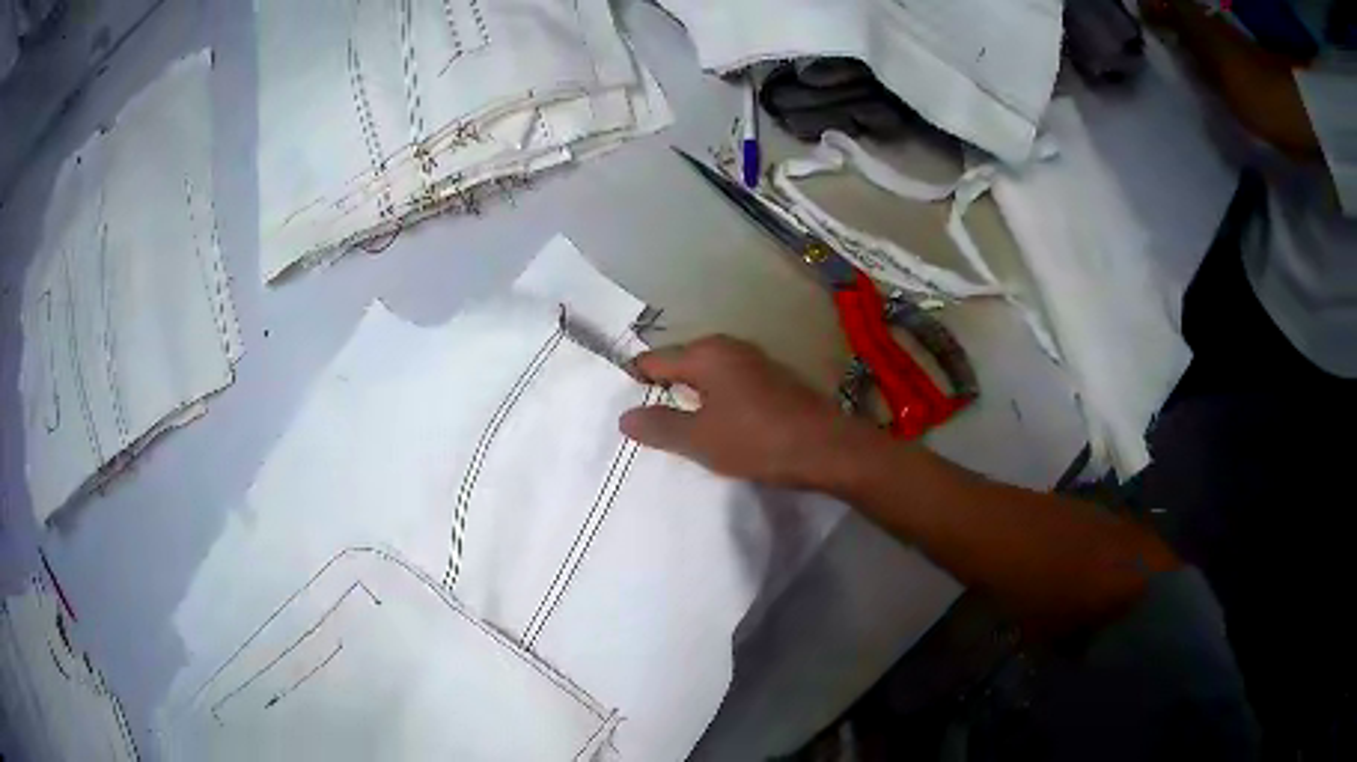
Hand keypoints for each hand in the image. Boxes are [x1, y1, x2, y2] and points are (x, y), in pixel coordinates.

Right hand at [619, 335, 878, 488]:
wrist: (827, 449)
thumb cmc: (757, 440)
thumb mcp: (700, 439)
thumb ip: (660, 426)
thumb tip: (625, 417)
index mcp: (707, 354)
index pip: (654, 360)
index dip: (634, 381)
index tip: (622, 407)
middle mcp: (730, 347)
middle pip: (682, 363)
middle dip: (663, 389)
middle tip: (647, 422)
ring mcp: (756, 361)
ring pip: (708, 375)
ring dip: (692, 397)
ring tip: (678, 428)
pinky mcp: (774, 380)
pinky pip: (730, 384)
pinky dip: (717, 400)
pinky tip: (718, 425)